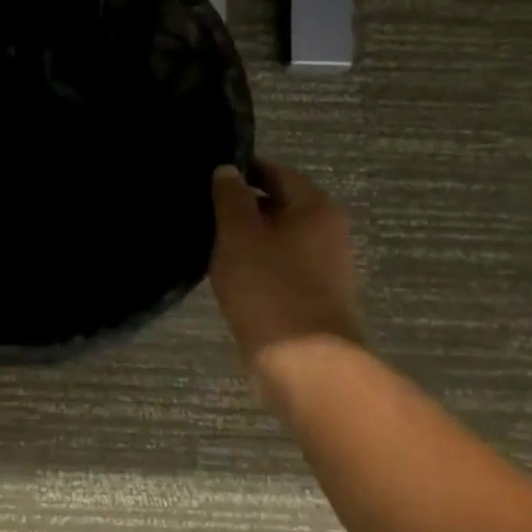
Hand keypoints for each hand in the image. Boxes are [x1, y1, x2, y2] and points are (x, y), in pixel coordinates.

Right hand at [209, 161, 361, 364]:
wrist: (304, 361)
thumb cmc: (268, 287)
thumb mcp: (238, 234)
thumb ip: (230, 197)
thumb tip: (227, 170)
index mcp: (315, 206)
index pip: (275, 171)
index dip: (241, 171)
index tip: (207, 178)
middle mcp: (328, 230)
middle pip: (280, 204)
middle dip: (242, 206)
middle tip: (202, 211)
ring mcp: (325, 265)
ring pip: (279, 237)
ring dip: (248, 238)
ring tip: (209, 243)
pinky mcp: (315, 295)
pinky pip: (281, 266)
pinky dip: (257, 264)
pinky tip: (229, 274)